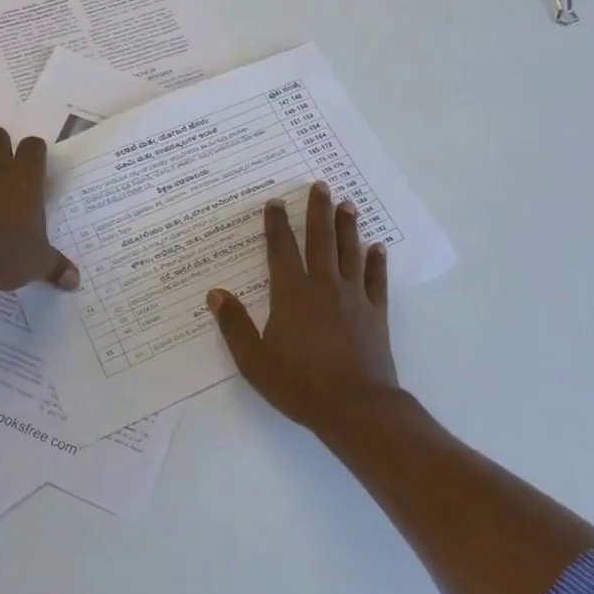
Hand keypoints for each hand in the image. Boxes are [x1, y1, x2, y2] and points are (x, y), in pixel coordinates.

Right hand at [206, 181, 396, 435]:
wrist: (356, 408)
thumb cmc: (299, 384)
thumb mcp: (254, 360)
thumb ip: (234, 324)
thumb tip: (215, 293)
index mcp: (292, 293)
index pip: (281, 249)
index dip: (276, 224)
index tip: (275, 202)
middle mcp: (324, 286)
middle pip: (320, 240)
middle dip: (318, 211)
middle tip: (320, 185)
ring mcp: (354, 298)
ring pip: (350, 252)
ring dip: (348, 227)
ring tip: (347, 204)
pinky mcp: (376, 314)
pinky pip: (376, 280)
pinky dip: (376, 262)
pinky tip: (377, 247)